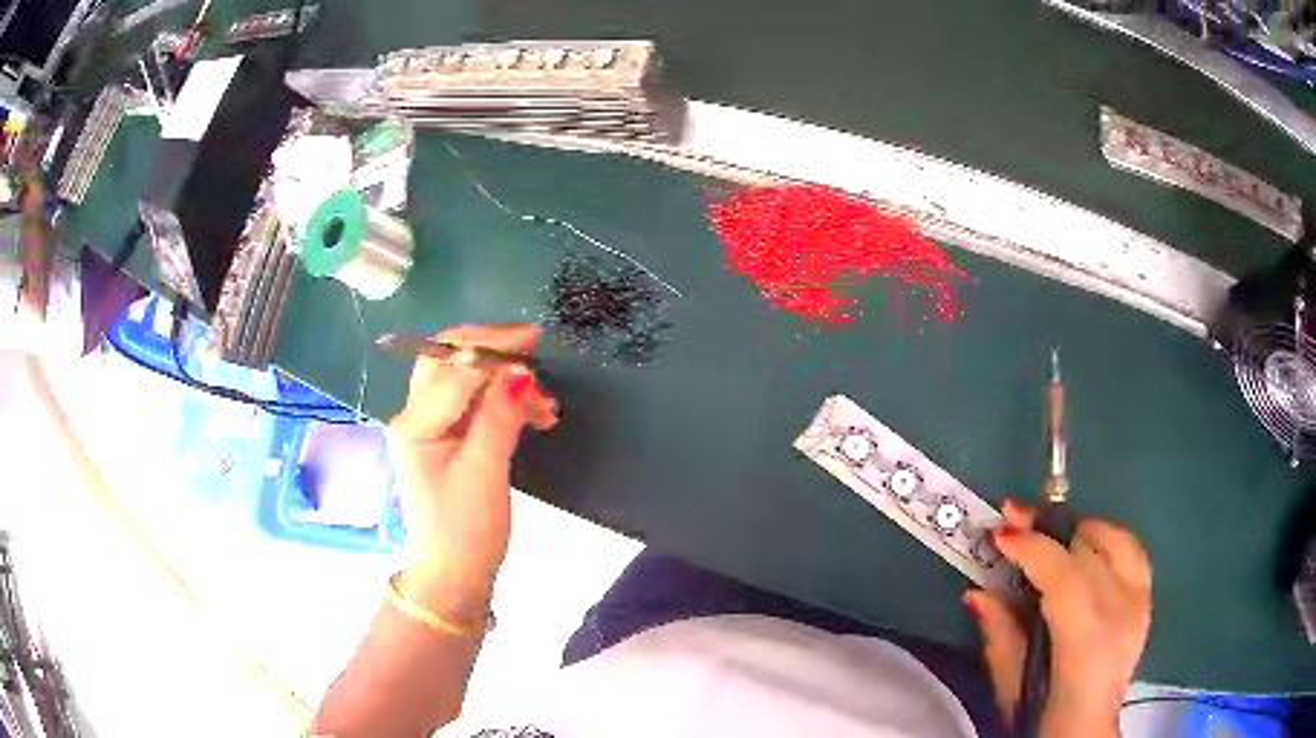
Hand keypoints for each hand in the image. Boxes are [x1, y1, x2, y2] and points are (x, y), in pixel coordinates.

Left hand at [387, 324, 558, 619]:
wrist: (455, 576)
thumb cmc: (466, 531)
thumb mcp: (486, 473)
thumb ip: (499, 417)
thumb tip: (521, 370)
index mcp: (415, 424)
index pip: (453, 369)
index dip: (494, 350)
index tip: (535, 344)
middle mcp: (414, 416)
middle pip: (448, 361)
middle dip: (491, 352)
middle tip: (534, 353)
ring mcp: (428, 426)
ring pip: (463, 379)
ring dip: (502, 380)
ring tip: (544, 405)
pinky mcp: (445, 438)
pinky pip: (472, 402)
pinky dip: (501, 400)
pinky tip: (531, 414)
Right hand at [965, 501, 1152, 736]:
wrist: (1086, 732)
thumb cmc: (1041, 716)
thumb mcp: (1009, 687)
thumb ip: (999, 636)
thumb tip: (976, 591)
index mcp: (1085, 641)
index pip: (1063, 575)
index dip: (1032, 547)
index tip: (999, 533)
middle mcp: (1121, 612)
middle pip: (1088, 549)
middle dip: (1049, 528)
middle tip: (1015, 520)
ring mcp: (1140, 603)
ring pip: (1115, 540)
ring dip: (1078, 531)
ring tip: (1050, 535)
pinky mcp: (1146, 601)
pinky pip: (1131, 551)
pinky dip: (1106, 541)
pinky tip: (1086, 549)